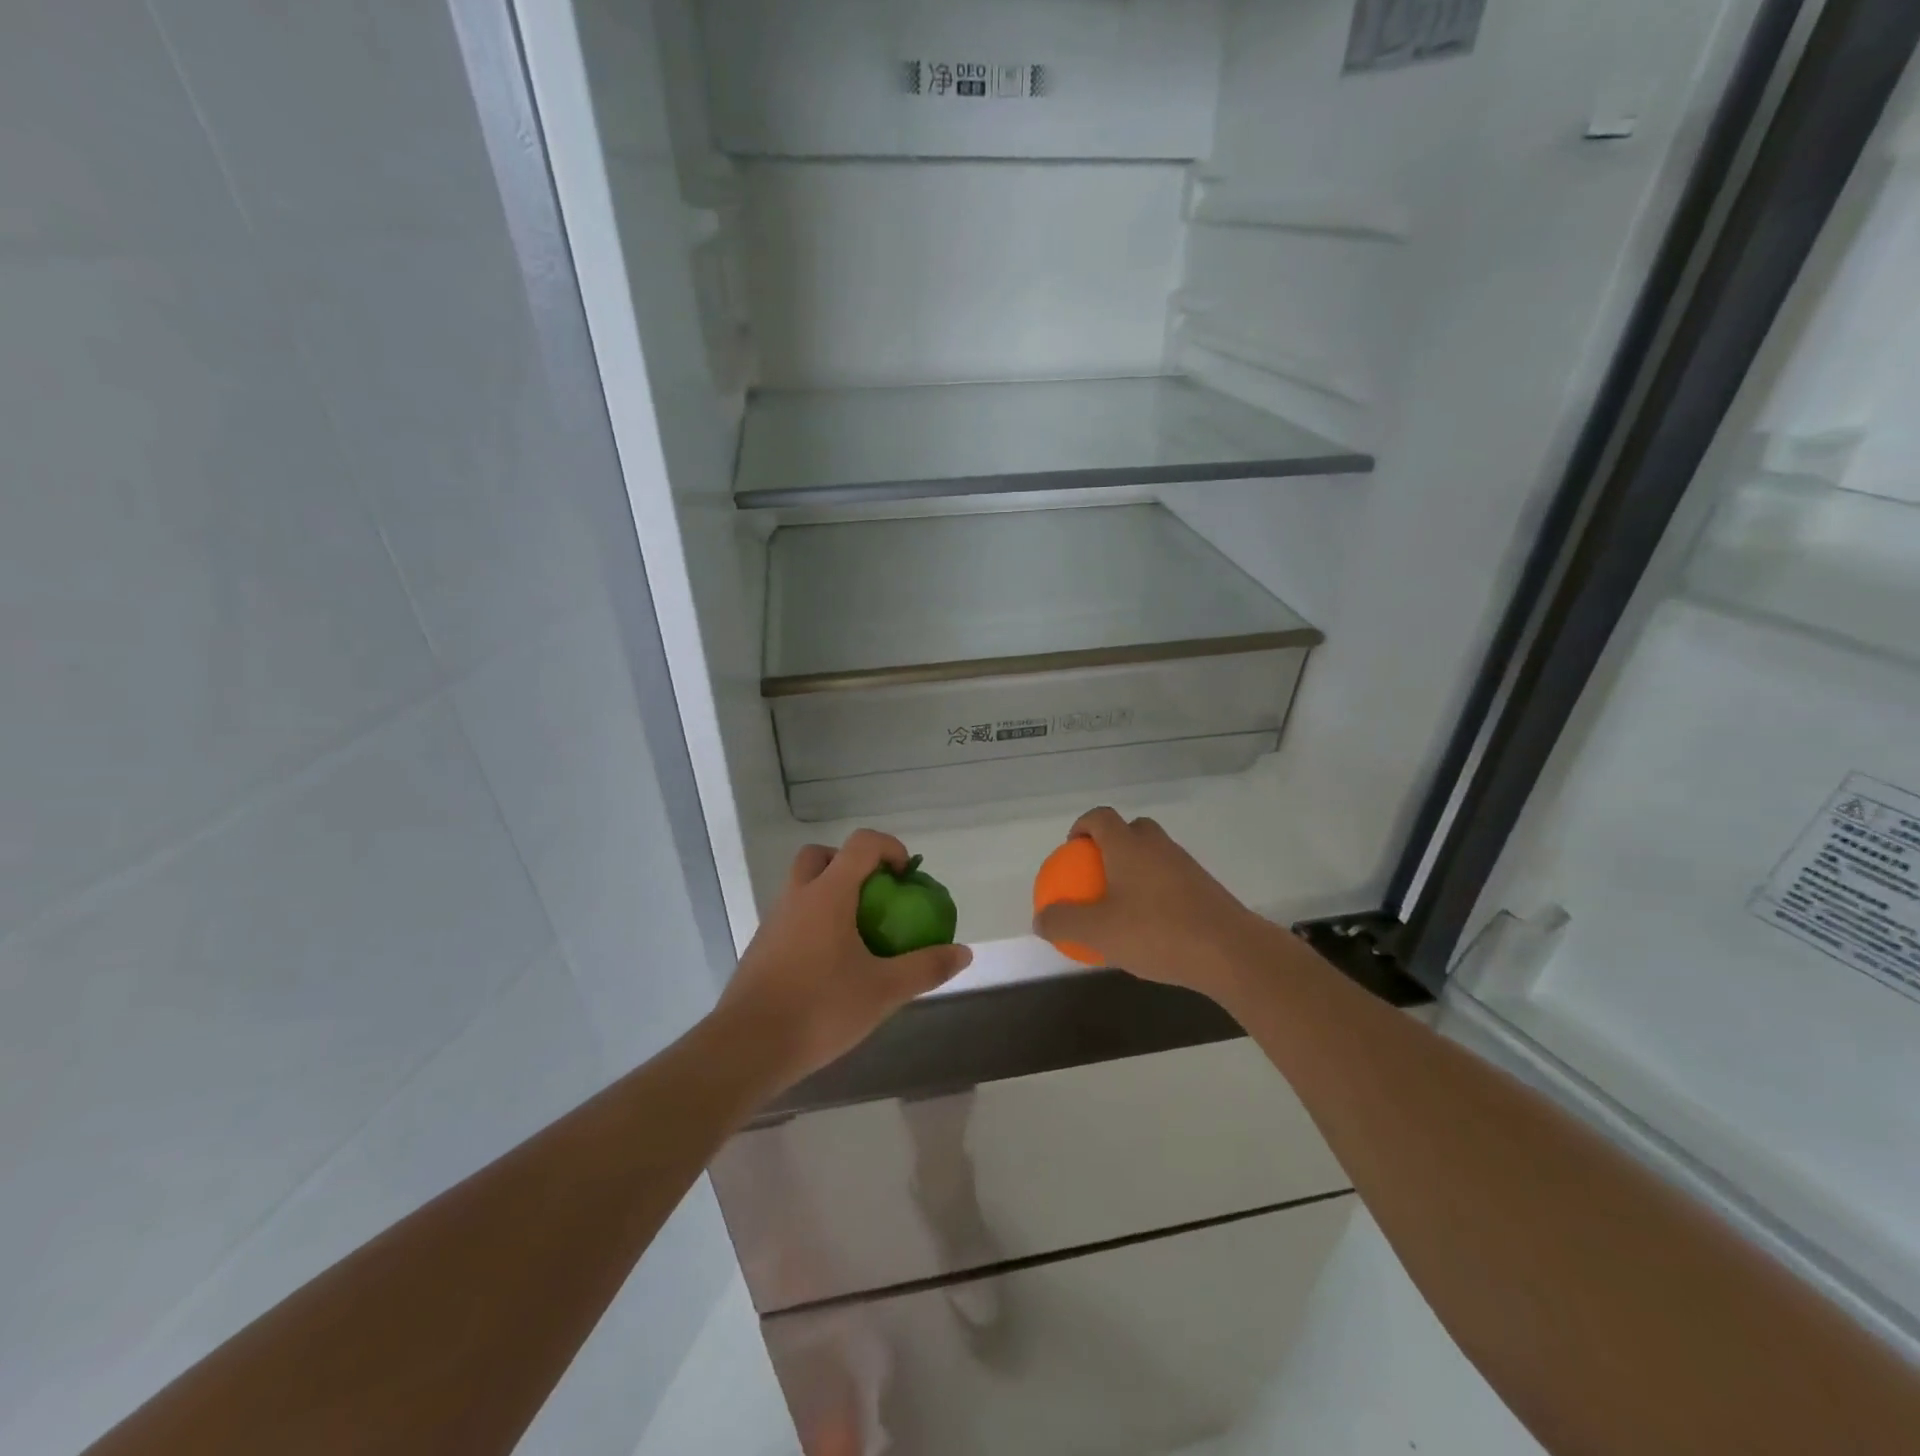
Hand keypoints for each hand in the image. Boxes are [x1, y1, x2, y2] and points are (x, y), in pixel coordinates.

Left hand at [715, 830, 972, 1093]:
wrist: (747, 1048)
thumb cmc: (820, 1009)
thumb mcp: (884, 991)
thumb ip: (925, 968)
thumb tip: (963, 952)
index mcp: (827, 894)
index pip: (861, 844)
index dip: (889, 848)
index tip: (907, 875)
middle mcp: (797, 897)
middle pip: (821, 856)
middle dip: (851, 864)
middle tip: (875, 895)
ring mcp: (773, 922)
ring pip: (802, 886)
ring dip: (831, 893)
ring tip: (858, 933)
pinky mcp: (761, 948)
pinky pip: (792, 916)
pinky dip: (815, 921)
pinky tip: (831, 964)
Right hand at [1032, 807, 1274, 1002]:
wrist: (1229, 951)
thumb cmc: (1156, 932)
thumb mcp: (1098, 932)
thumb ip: (1064, 923)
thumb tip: (1041, 918)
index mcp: (1128, 845)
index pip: (1100, 817)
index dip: (1082, 825)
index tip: (1071, 849)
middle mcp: (1157, 845)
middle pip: (1131, 829)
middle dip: (1112, 844)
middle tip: (1096, 873)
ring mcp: (1185, 864)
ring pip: (1154, 854)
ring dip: (1136, 868)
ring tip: (1121, 903)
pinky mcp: (1204, 887)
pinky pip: (1171, 878)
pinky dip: (1156, 890)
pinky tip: (1150, 925)